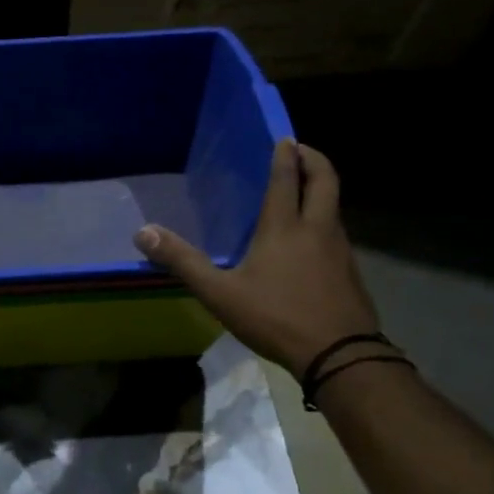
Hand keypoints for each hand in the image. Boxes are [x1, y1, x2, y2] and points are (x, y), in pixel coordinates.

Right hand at [134, 139, 378, 376]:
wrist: (339, 354)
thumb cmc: (276, 317)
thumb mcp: (219, 293)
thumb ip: (183, 262)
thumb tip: (143, 233)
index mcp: (284, 227)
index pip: (287, 179)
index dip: (285, 156)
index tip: (285, 139)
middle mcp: (317, 229)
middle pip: (325, 180)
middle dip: (315, 160)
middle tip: (301, 150)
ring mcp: (340, 250)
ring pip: (334, 207)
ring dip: (322, 191)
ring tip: (304, 193)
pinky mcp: (351, 272)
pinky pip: (338, 234)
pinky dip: (326, 222)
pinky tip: (312, 242)